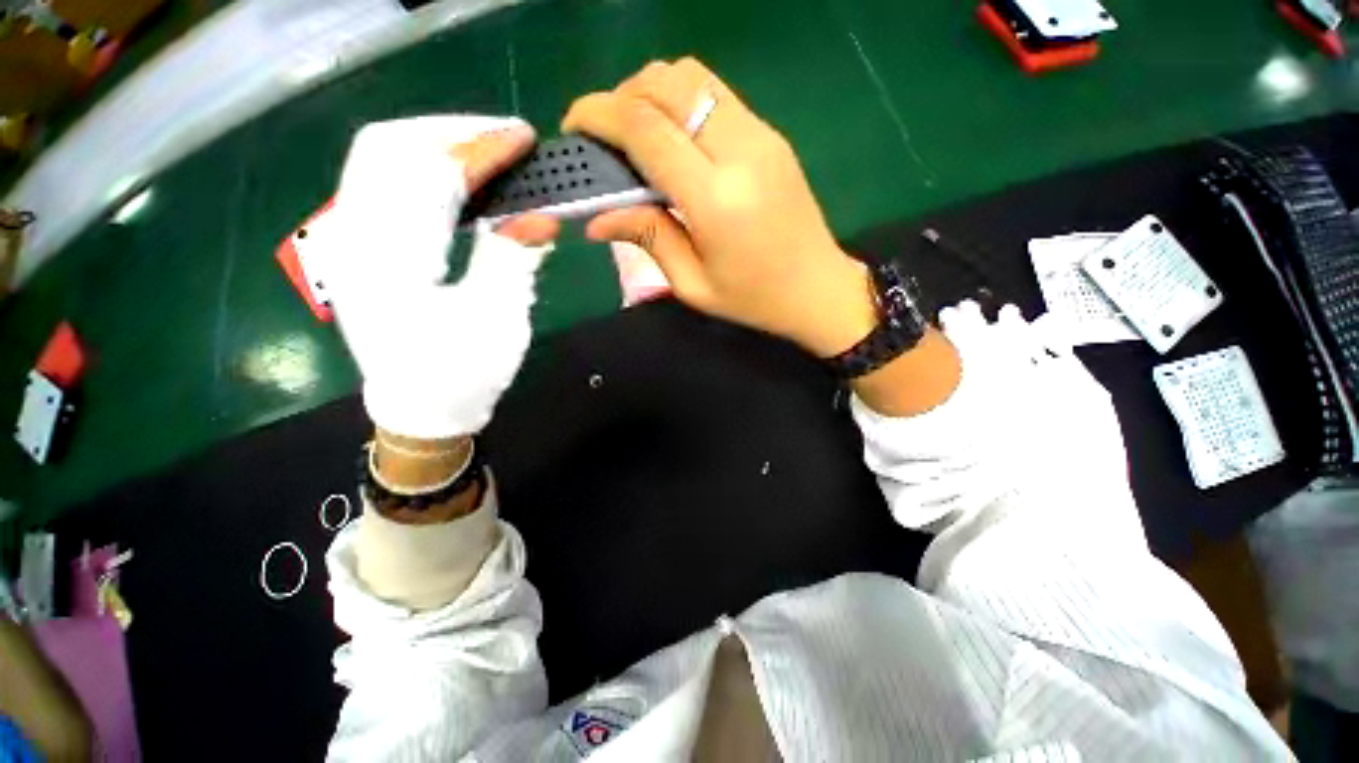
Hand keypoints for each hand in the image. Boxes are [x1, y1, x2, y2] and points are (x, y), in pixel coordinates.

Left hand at [313, 116, 558, 439]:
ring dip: (434, 142)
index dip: (480, 150)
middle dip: (451, 131)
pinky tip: (455, 175)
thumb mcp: (497, 322)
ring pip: (378, 158)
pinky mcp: (359, 245)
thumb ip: (512, 260)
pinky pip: (380, 181)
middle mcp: (353, 239)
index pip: (430, 177)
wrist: (419, 408)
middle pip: (388, 148)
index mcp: (388, 263)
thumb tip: (541, 215)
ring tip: (485, 147)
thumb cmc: (461, 374)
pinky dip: (419, 165)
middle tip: (505, 136)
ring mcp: (348, 239)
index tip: (523, 139)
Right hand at [563, 58, 875, 356]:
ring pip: (692, 76)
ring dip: (651, 92)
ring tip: (634, 134)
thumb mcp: (693, 284)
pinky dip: (681, 102)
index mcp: (717, 198)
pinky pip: (716, 95)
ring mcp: (762, 135)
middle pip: (667, 84)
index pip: (646, 127)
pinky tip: (672, 139)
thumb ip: (647, 239)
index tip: (574, 126)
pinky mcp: (771, 135)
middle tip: (604, 136)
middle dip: (621, 97)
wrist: (818, 289)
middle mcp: (741, 151)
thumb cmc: (754, 299)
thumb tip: (596, 218)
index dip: (600, 115)